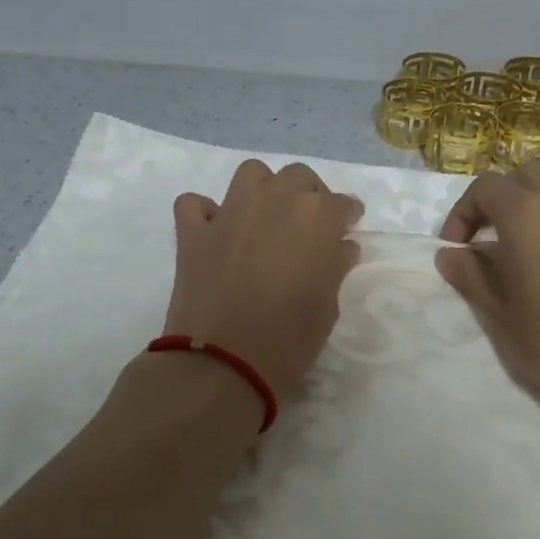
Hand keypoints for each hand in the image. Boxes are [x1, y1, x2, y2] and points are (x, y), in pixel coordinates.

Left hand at [163, 160, 363, 399]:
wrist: (223, 364)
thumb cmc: (289, 342)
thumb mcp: (327, 308)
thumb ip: (334, 268)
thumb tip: (340, 247)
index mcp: (316, 219)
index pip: (341, 202)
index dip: (346, 215)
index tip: (346, 230)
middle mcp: (275, 202)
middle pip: (297, 177)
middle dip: (308, 194)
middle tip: (308, 225)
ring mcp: (229, 213)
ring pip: (251, 174)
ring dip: (263, 189)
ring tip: (265, 217)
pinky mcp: (193, 232)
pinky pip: (195, 203)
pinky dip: (206, 212)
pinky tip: (215, 231)